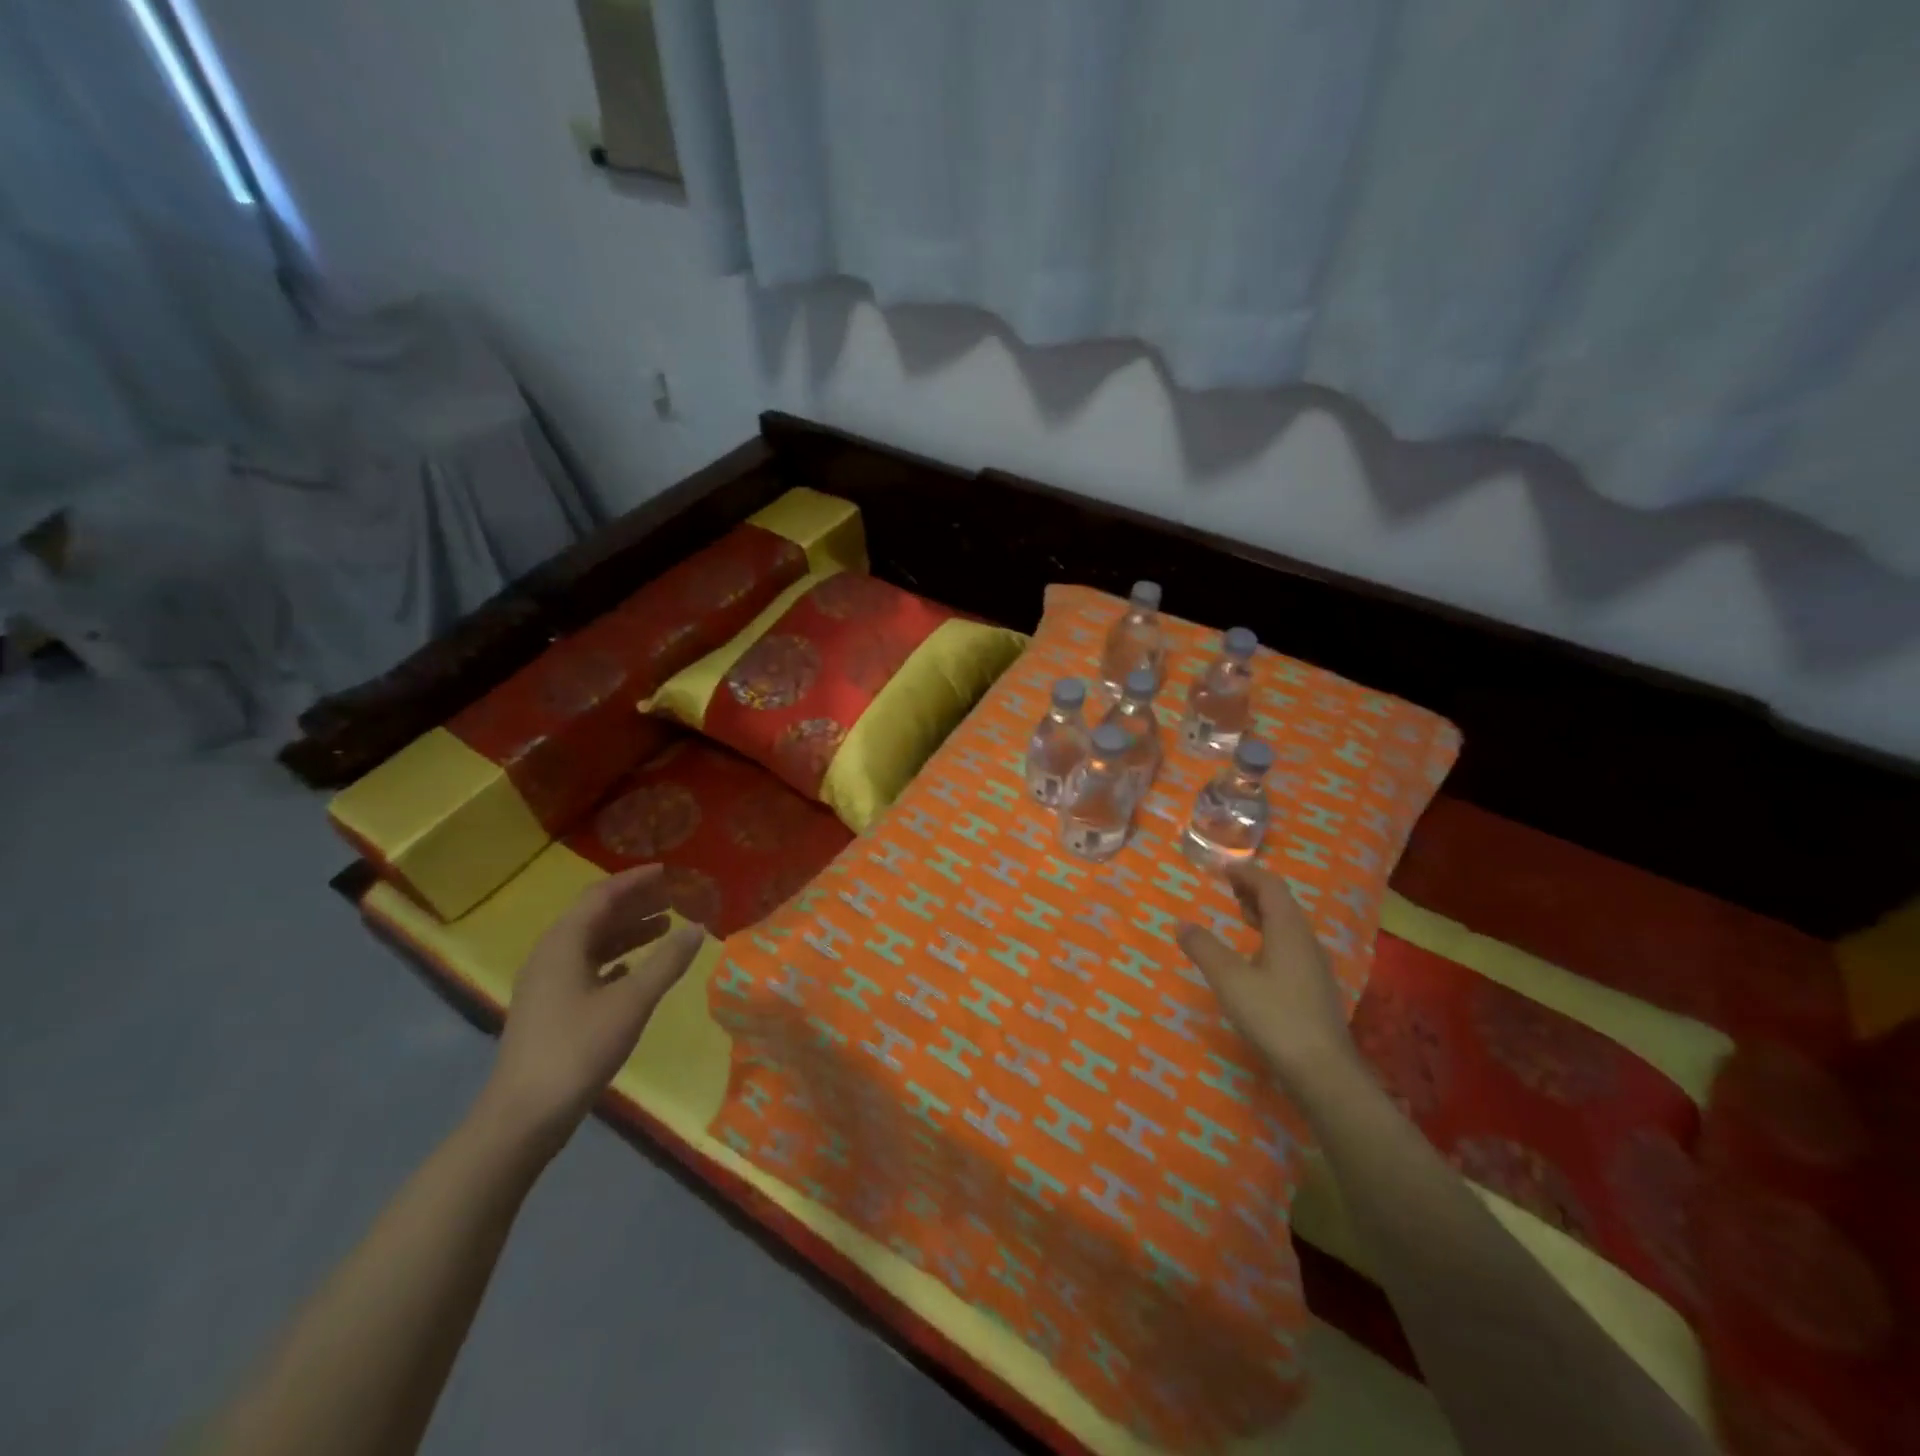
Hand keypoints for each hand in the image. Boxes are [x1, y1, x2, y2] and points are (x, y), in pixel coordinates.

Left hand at [480, 865, 706, 1148]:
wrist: (524, 1115)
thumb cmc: (578, 1048)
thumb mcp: (632, 1002)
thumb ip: (667, 962)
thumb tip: (698, 927)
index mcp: (564, 944)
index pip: (601, 896)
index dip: (634, 880)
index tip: (667, 870)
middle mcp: (551, 955)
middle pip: (595, 916)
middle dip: (634, 904)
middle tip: (673, 896)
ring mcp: (547, 984)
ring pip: (592, 943)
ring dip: (627, 931)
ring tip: (665, 927)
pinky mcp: (550, 1009)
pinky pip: (587, 967)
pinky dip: (615, 959)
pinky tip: (634, 968)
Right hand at [1176, 864, 1358, 1092]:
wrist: (1323, 1072)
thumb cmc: (1274, 1017)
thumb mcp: (1229, 980)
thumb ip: (1204, 948)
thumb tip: (1181, 923)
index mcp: (1288, 930)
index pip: (1270, 886)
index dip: (1246, 873)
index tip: (1222, 867)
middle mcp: (1306, 941)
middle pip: (1282, 904)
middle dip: (1254, 890)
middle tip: (1227, 886)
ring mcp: (1315, 967)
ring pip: (1288, 927)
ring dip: (1263, 914)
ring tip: (1239, 915)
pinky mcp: (1315, 989)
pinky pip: (1291, 947)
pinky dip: (1270, 936)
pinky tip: (1256, 957)